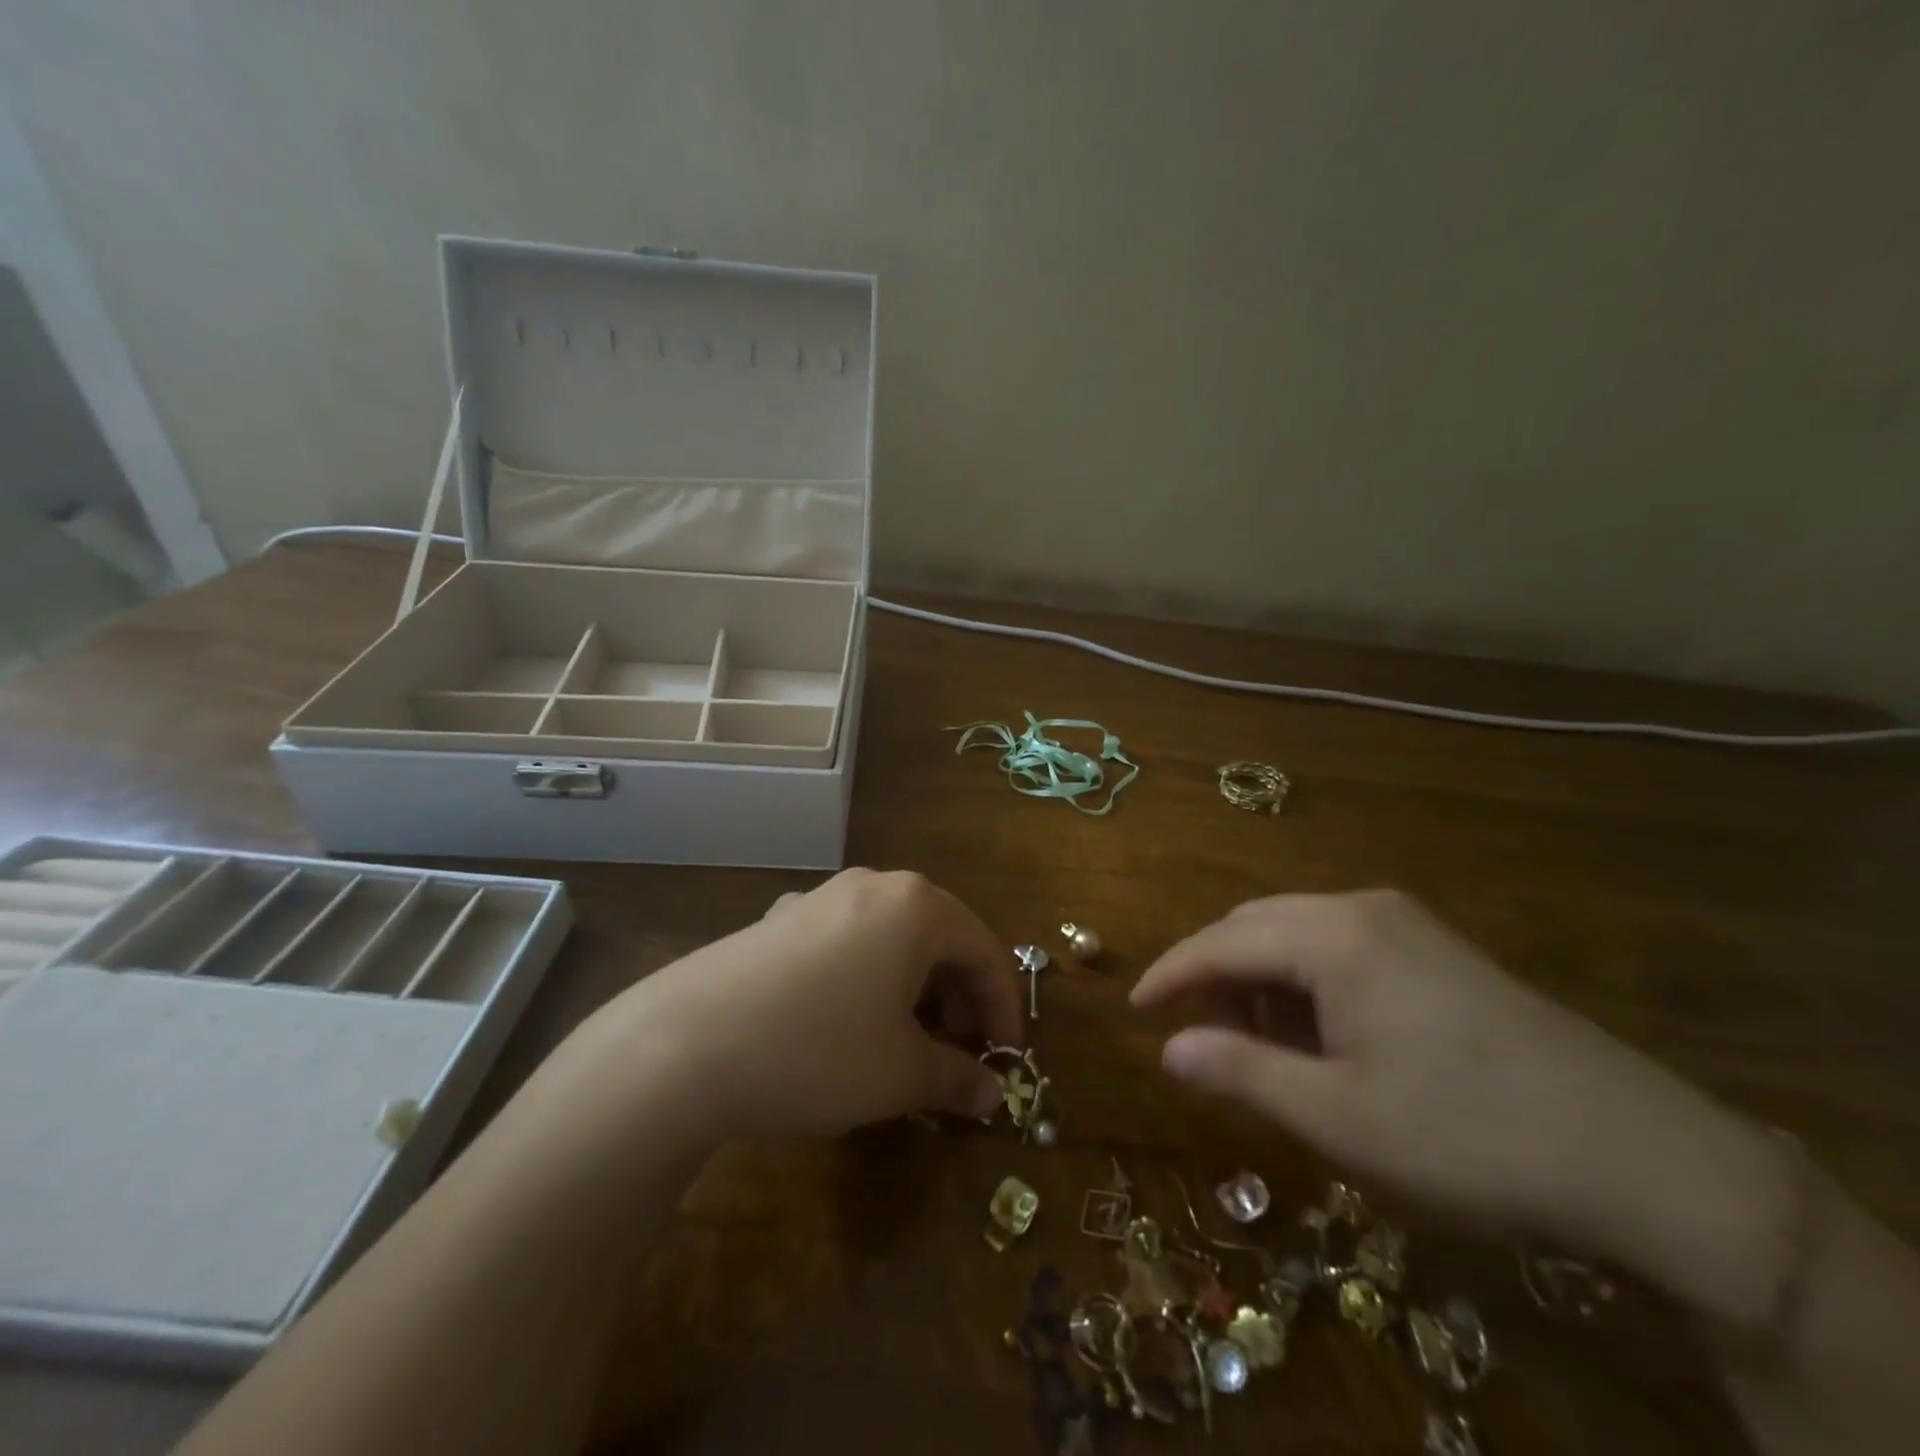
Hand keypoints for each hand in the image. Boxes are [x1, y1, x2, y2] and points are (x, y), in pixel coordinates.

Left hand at [582, 869, 1021, 1140]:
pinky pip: (847, 942)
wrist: (686, 1043)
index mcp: (917, 906)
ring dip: (915, 986)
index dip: (1005, 1008)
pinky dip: (868, 976)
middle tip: (960, 1051)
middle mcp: (874, 886)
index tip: (1007, 1059)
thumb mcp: (901, 1073)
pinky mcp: (780, 919)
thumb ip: (957, 1079)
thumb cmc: (819, 1050)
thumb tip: (991, 1096)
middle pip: (941, 937)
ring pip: (893, 938)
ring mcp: (822, 897)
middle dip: (960, 996)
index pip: (985, 952)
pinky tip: (847, 1017)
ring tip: (908, 1038)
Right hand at [1131, 890, 1788, 1301]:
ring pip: (1297, 935)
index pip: (1220, 942)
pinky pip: (1340, 947)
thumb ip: (1240, 1073)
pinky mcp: (1437, 948)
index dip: (1171, 974)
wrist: (1646, 1157)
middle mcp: (1361, 909)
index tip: (1134, 1006)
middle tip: (1195, 1033)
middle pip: (1255, 926)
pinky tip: (1319, 1034)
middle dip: (1214, 975)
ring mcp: (1405, 923)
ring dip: (1261, 981)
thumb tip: (1167, 1048)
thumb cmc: (1468, 1135)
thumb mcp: (1338, 1117)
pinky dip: (1306, 983)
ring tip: (1258, 1045)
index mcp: (1332, 936)